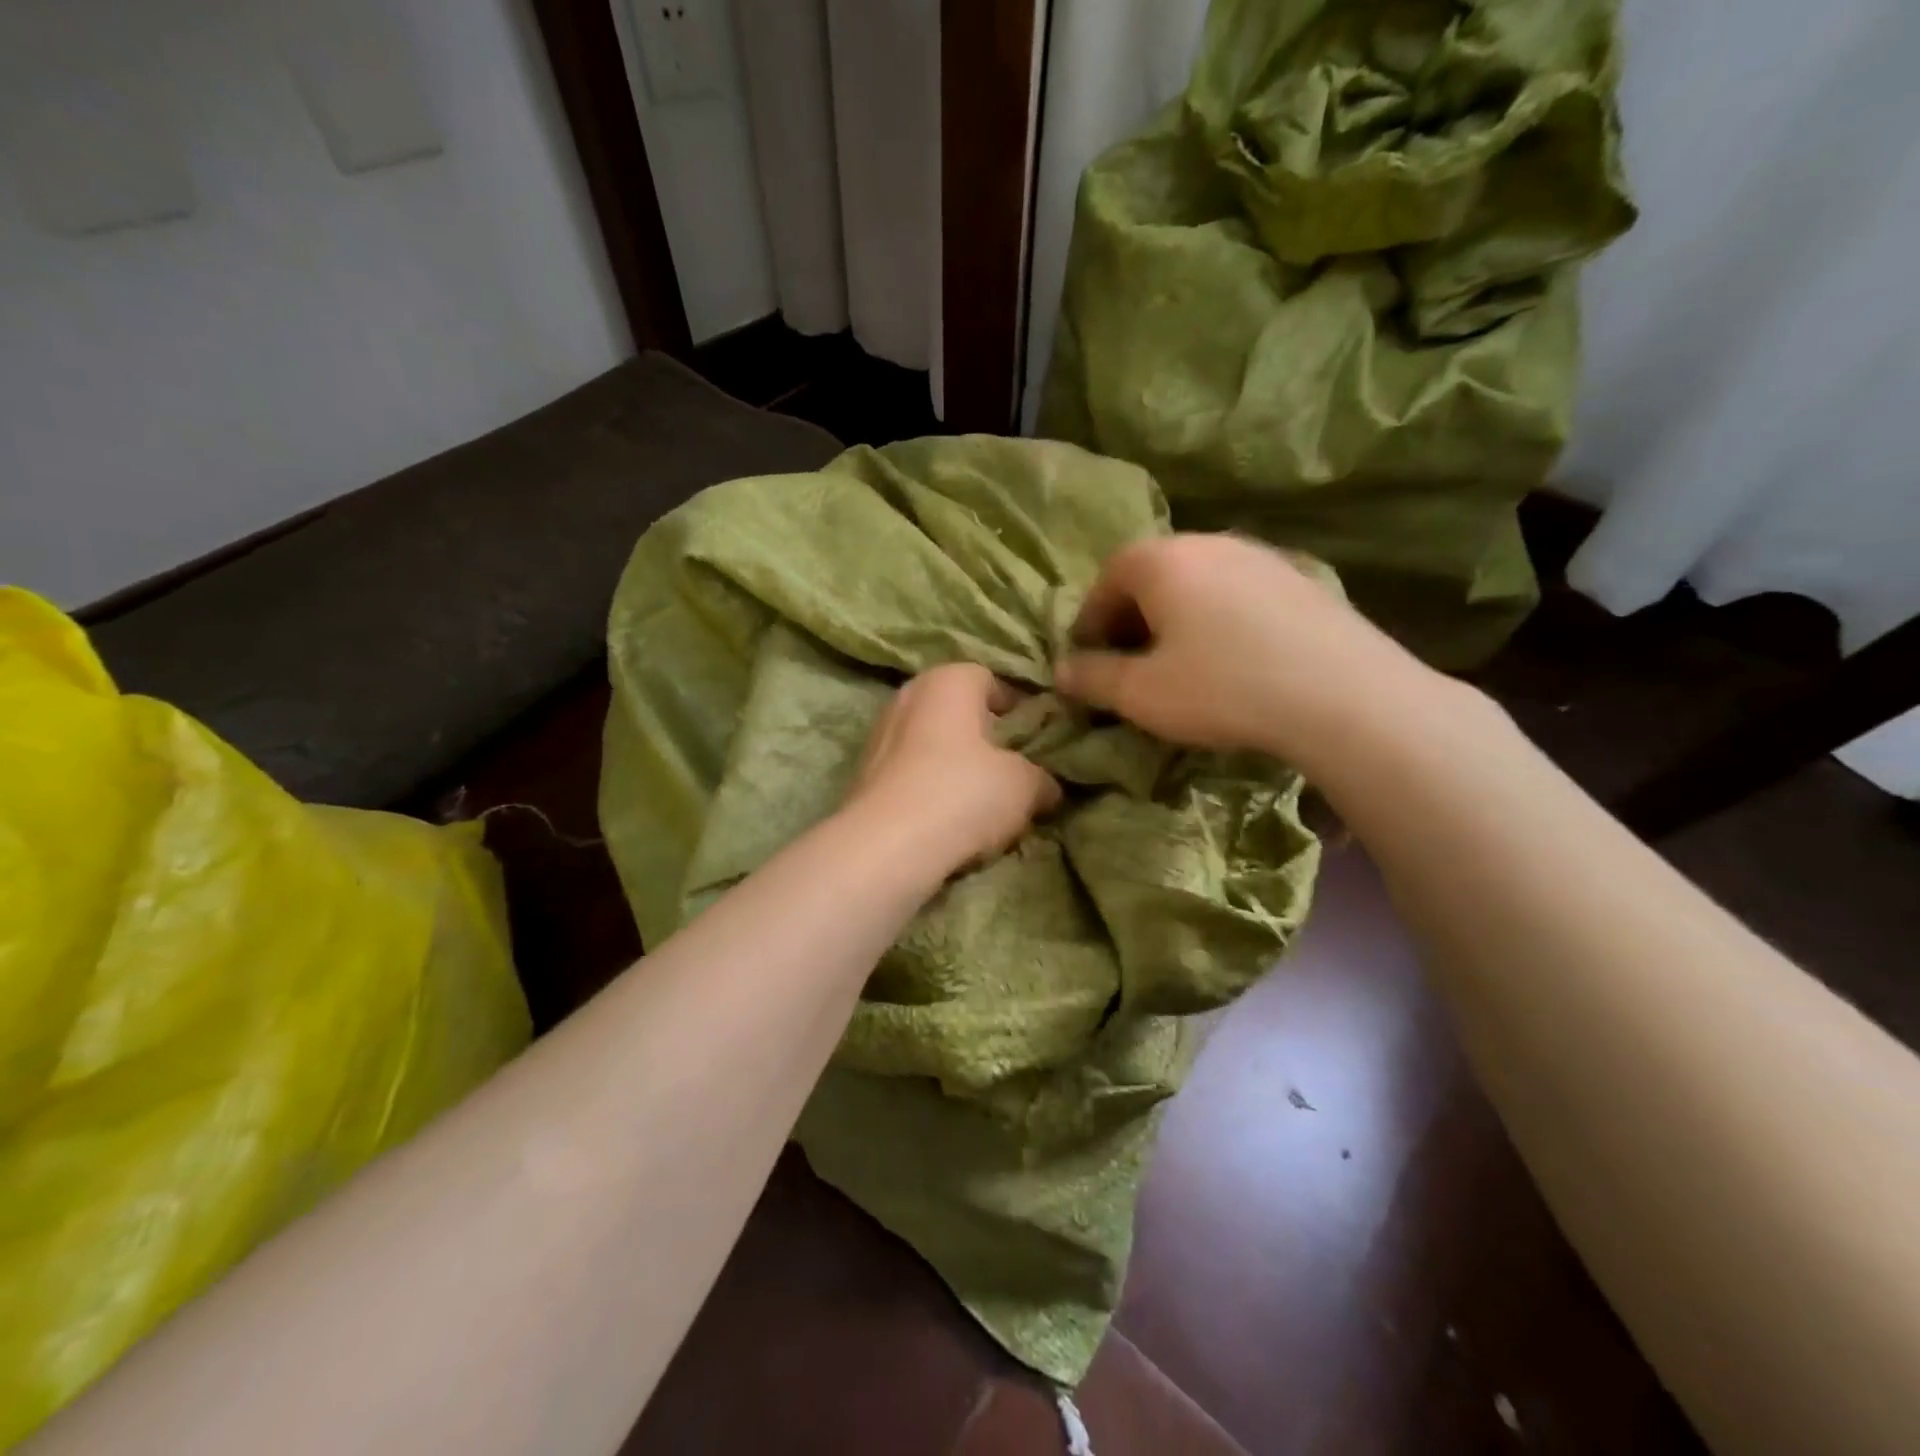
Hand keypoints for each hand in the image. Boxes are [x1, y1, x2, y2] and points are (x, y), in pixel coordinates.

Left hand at [842, 663, 1061, 877]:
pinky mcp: (862, 774)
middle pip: (957, 712)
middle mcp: (909, 696)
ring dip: (954, 765)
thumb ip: (1041, 778)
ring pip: (931, 744)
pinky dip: (928, 787)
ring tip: (980, 802)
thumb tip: (1048, 787)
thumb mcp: (1024, 786)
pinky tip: (946, 819)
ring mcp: (879, 734)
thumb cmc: (962, 794)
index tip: (1036, 739)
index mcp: (948, 680)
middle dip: (984, 738)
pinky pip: (910, 773)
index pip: (991, 680)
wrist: (886, 846)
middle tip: (1011, 770)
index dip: (1018, 708)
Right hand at [1054, 534, 1448, 772]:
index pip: (1106, 581)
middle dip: (1132, 619)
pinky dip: (1219, 620)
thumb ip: (1093, 678)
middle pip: (1152, 576)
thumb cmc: (1223, 688)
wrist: (1343, 695)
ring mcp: (1260, 556)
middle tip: (1130, 664)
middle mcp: (1208, 543)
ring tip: (1181, 663)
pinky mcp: (1301, 578)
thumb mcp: (1142, 694)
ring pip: (1198, 583)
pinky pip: (1238, 594)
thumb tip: (1061, 671)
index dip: (1090, 623)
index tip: (1088, 660)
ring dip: (1176, 618)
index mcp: (1161, 560)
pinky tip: (1233, 659)